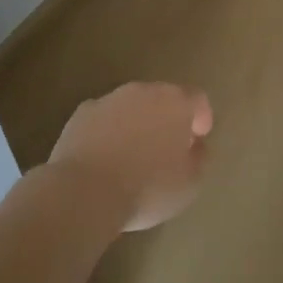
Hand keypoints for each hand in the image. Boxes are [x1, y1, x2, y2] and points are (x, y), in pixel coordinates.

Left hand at [47, 82, 213, 231]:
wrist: (84, 192)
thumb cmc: (147, 187)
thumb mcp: (190, 183)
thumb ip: (199, 157)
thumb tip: (194, 145)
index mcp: (175, 102)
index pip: (197, 99)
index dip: (201, 118)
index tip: (197, 141)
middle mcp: (143, 91)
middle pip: (162, 98)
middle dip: (167, 119)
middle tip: (167, 149)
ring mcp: (109, 100)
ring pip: (131, 107)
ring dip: (137, 124)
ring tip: (134, 157)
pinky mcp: (81, 114)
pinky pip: (104, 119)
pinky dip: (109, 132)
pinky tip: (105, 159)